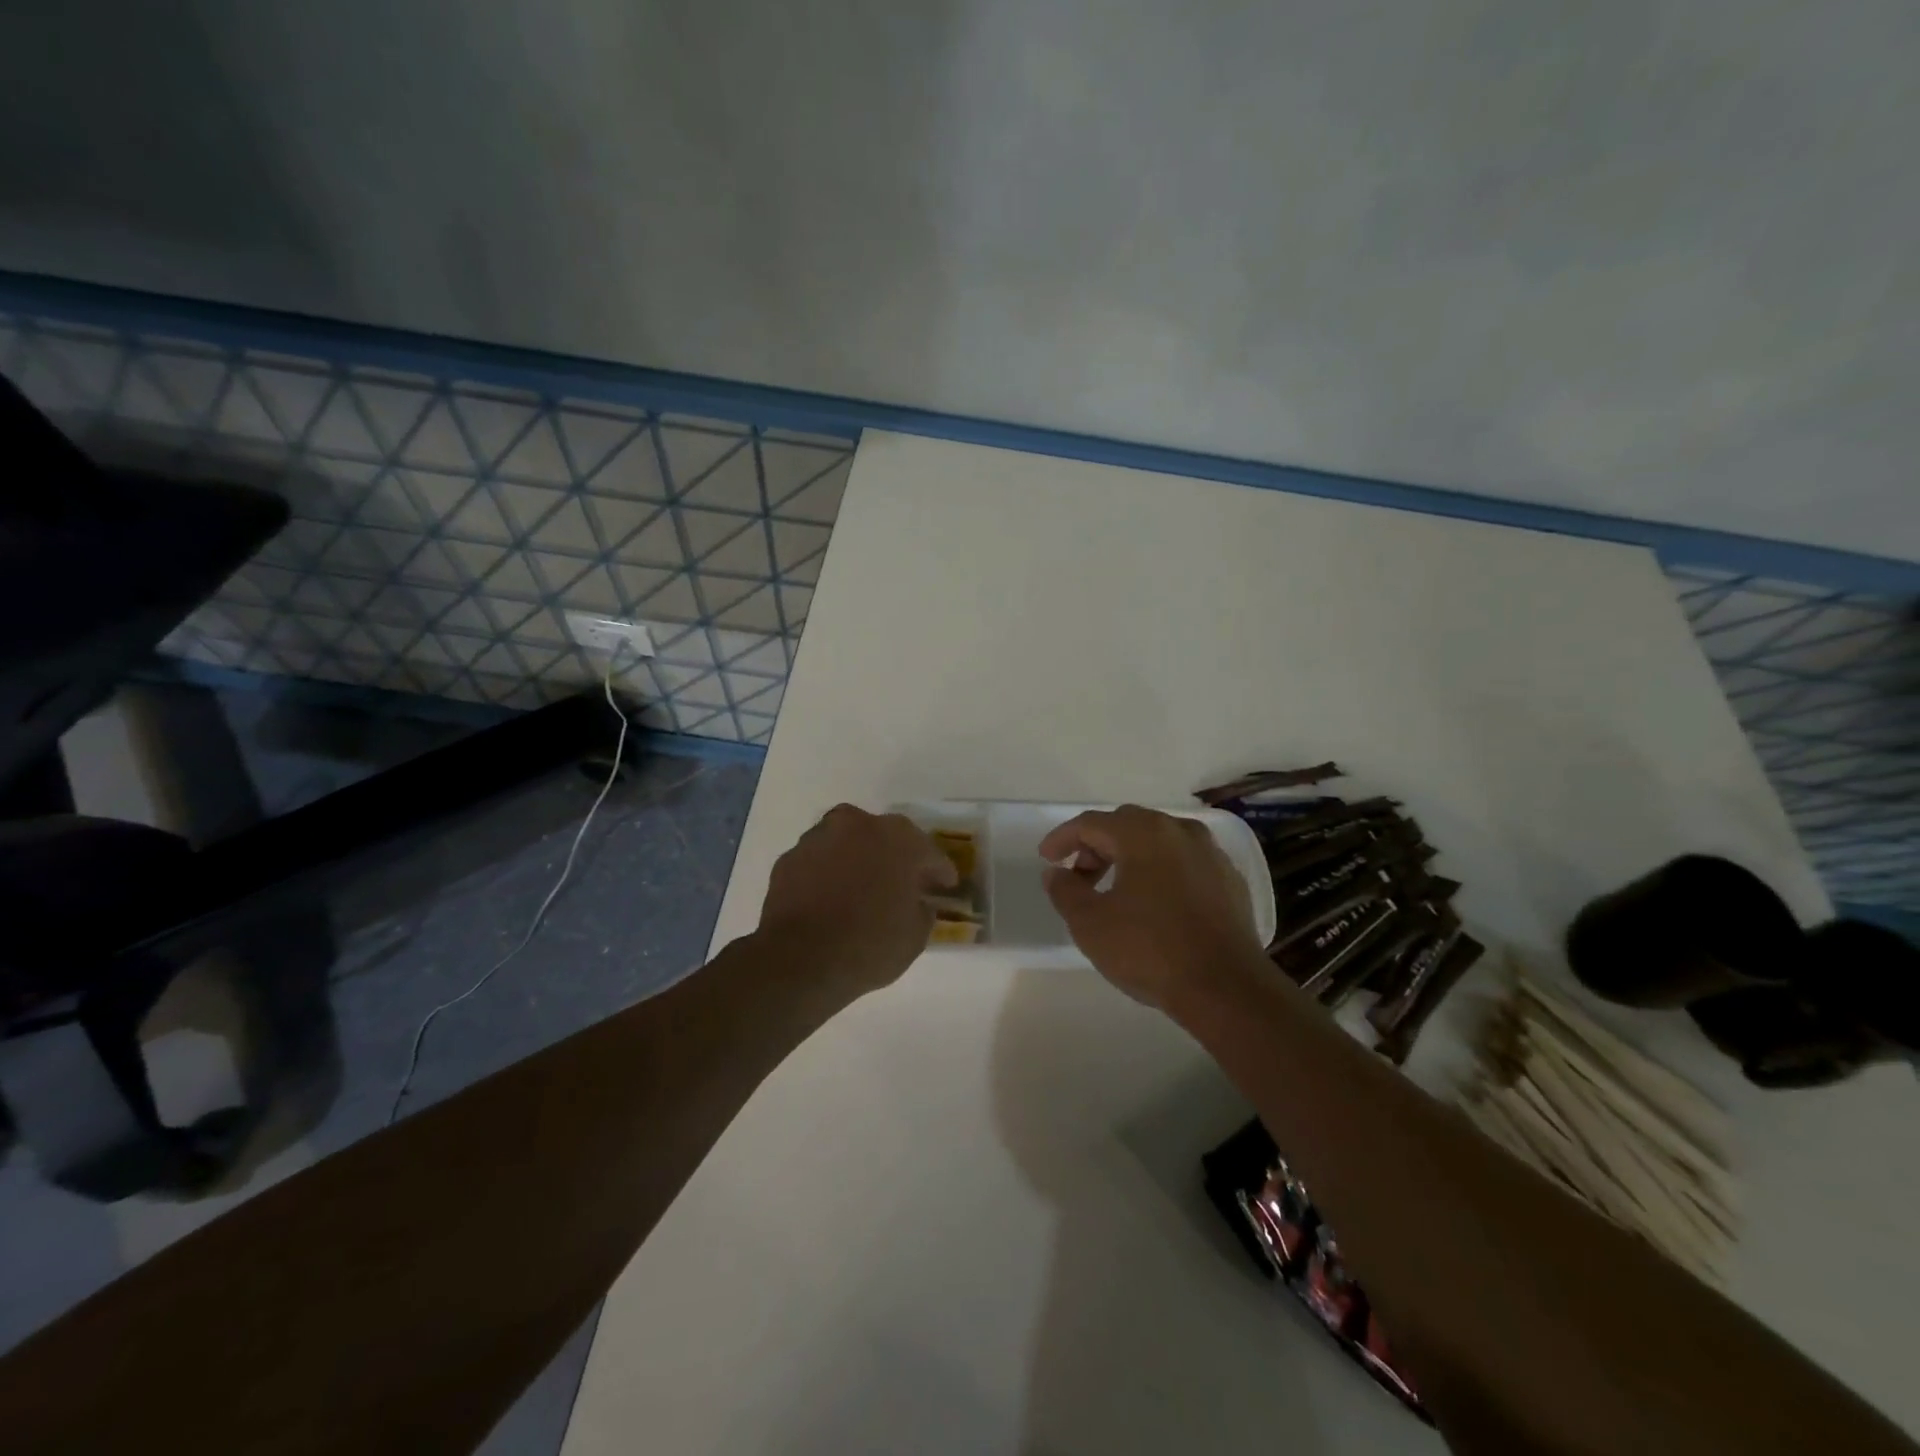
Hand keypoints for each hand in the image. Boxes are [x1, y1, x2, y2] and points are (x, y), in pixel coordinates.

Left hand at [757, 805, 958, 997]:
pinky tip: (830, 897)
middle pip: (884, 836)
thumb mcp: (915, 936)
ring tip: (860, 888)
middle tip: (901, 882)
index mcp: (898, 839)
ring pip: (847, 842)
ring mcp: (819, 838)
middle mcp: (858, 825)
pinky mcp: (789, 857)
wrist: (799, 961)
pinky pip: (820, 861)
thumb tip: (918, 902)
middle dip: (895, 856)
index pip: (928, 852)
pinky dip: (827, 873)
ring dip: (857, 859)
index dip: (939, 871)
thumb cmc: (869, 946)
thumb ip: (922, 909)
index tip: (945, 886)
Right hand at [1040, 805, 1267, 1012]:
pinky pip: (1184, 862)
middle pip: (1126, 825)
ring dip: (1130, 857)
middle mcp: (1178, 830)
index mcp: (1142, 833)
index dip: (1062, 838)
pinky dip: (1161, 871)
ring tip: (1115, 890)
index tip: (1047, 859)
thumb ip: (1065, 891)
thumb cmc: (1150, 950)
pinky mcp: (1229, 879)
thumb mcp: (1090, 924)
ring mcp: (1209, 853)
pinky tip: (1155, 902)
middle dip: (1097, 846)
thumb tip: (1056, 873)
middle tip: (1079, 875)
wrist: (1226, 988)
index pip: (1091, 823)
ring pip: (1158, 841)